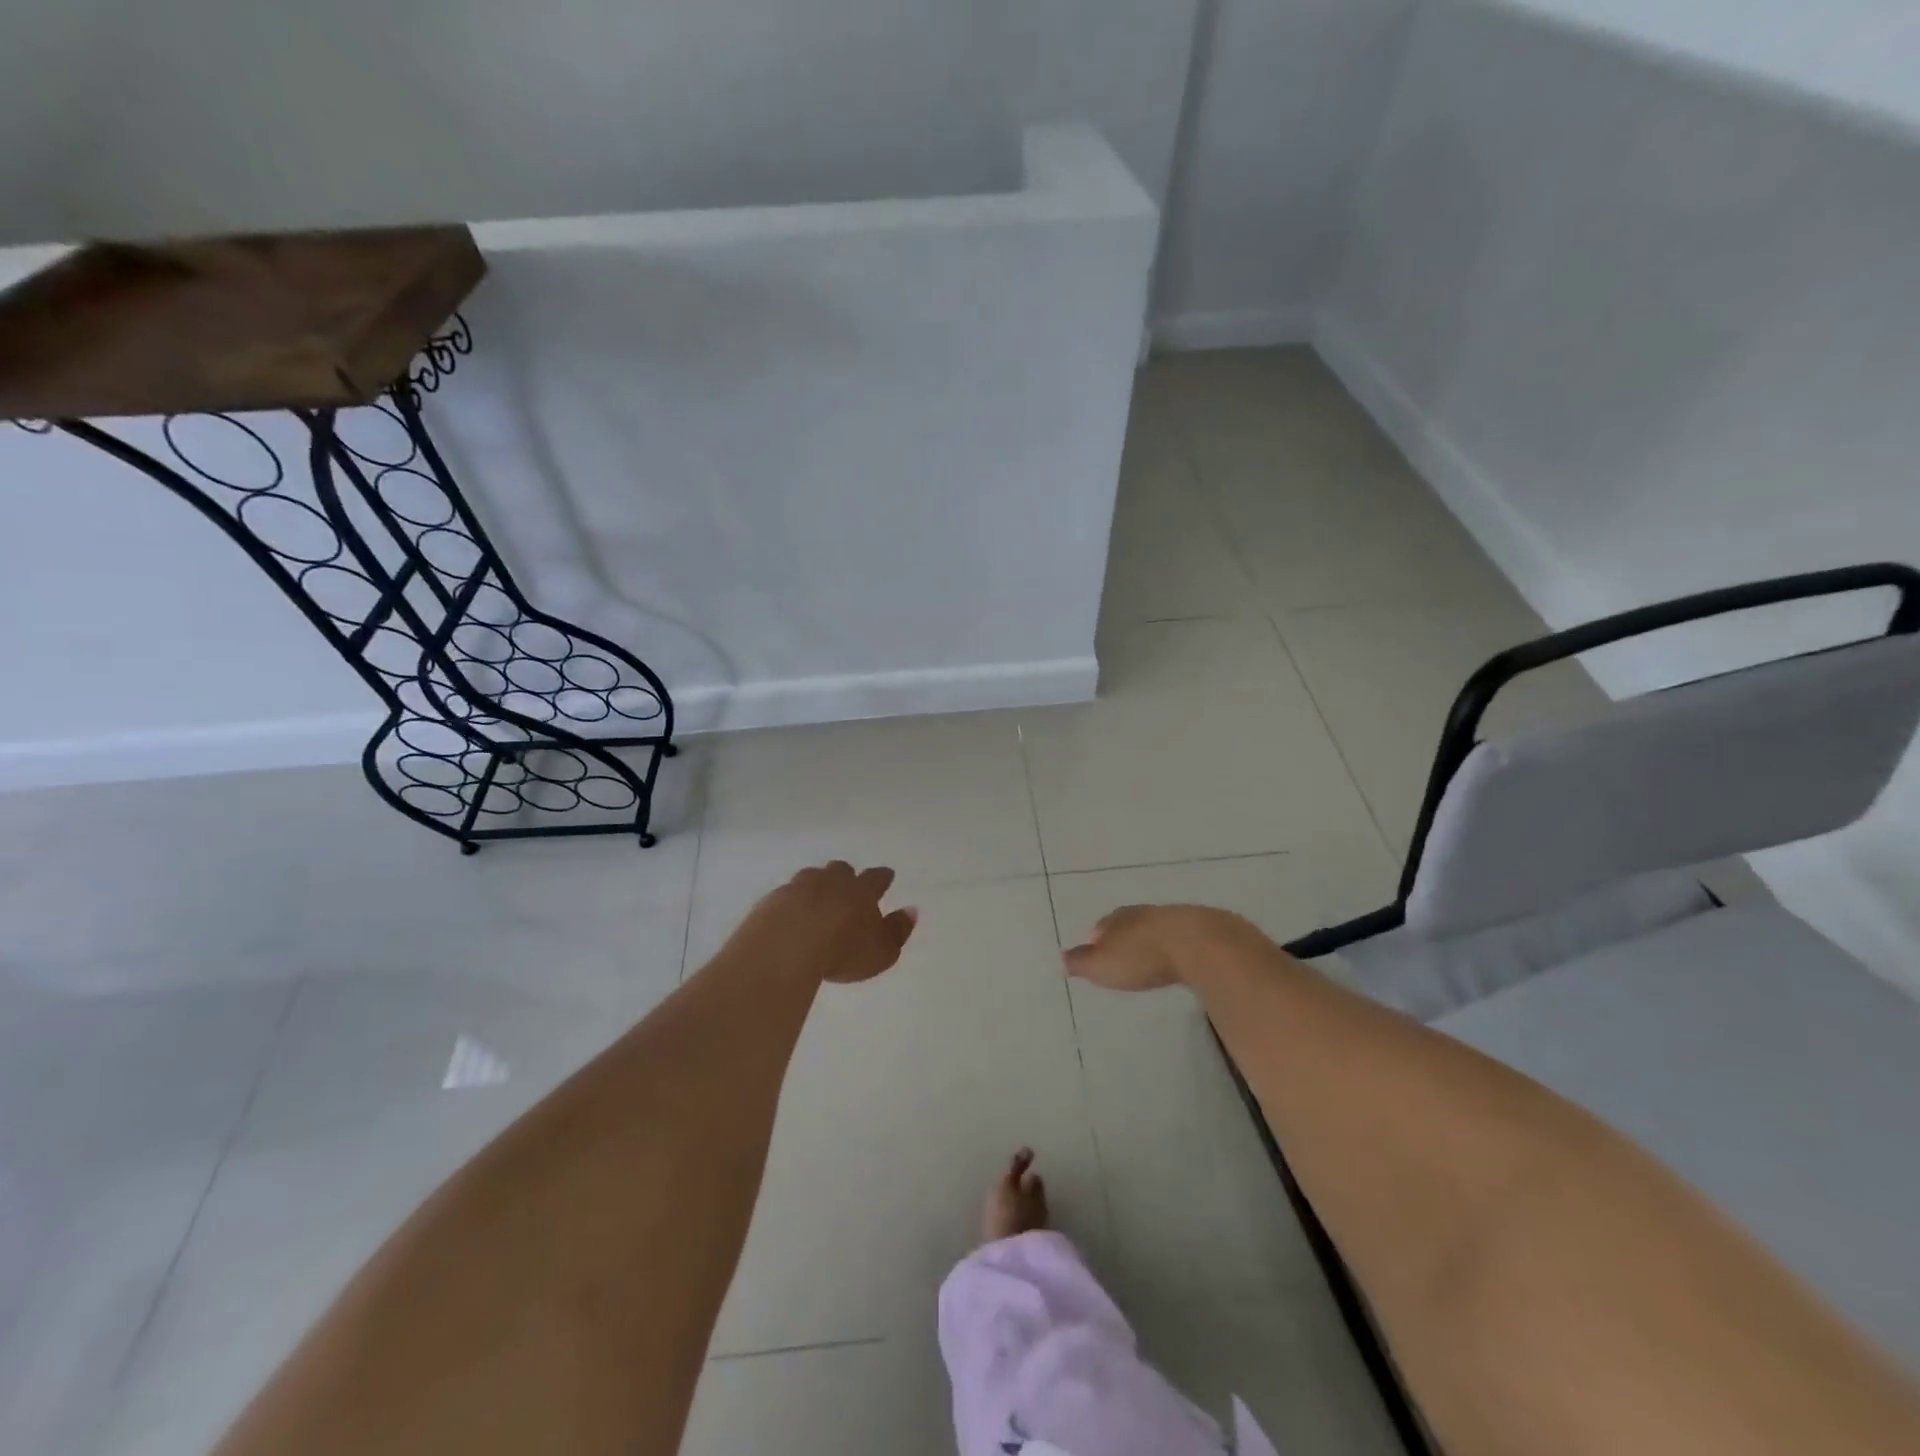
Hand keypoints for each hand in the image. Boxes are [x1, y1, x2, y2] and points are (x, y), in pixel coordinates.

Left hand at [733, 861, 918, 984]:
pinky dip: (791, 902)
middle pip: (841, 870)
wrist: (785, 948)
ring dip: (817, 885)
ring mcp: (799, 887)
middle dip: (846, 876)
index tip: (887, 876)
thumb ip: (898, 931)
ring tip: (817, 899)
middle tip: (848, 887)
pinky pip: (786, 895)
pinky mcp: (772, 900)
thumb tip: (912, 910)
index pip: (876, 878)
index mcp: (861, 890)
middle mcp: (831, 881)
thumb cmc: (843, 952)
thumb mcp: (882, 951)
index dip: (882, 877)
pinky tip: (790, 916)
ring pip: (811, 877)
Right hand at [1062, 904, 1252, 991]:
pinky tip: (1182, 956)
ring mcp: (1177, 918)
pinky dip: (1179, 945)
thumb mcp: (1103, 965)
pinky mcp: (1206, 930)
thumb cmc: (1144, 957)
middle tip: (1123, 950)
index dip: (1099, 937)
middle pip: (1131, 922)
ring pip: (1159, 926)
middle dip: (1126, 934)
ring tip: (1152, 954)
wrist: (1200, 944)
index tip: (1096, 947)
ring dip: (1154, 939)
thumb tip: (1063, 957)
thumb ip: (1082, 962)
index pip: (1104, 924)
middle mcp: (1146, 912)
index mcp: (1120, 918)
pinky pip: (1185, 936)